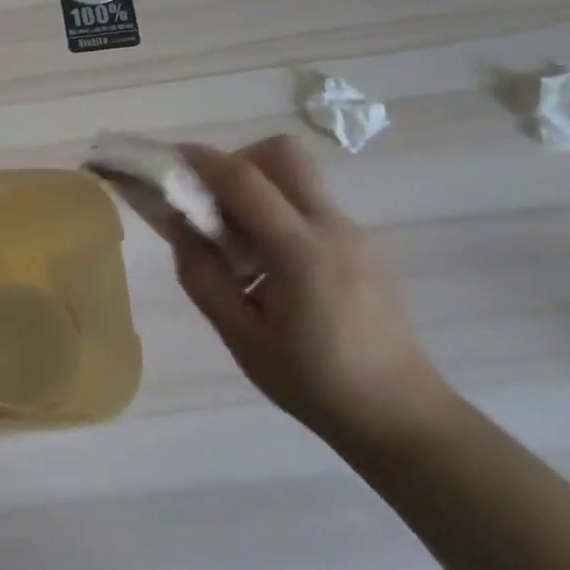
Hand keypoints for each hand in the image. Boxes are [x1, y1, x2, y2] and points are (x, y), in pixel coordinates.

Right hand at [155, 134, 448, 444]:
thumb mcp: (241, 337)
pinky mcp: (362, 246)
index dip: (203, 161)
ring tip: (236, 244)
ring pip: (299, 176)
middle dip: (238, 161)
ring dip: (258, 187)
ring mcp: (354, 234)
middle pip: (283, 153)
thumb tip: (177, 225)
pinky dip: (278, 211)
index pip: (245, 179)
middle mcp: (332, 228)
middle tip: (212, 201)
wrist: (400, 415)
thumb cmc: (313, 383)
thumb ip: (202, 275)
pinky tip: (267, 266)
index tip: (169, 160)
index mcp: (300, 251)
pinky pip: (311, 205)